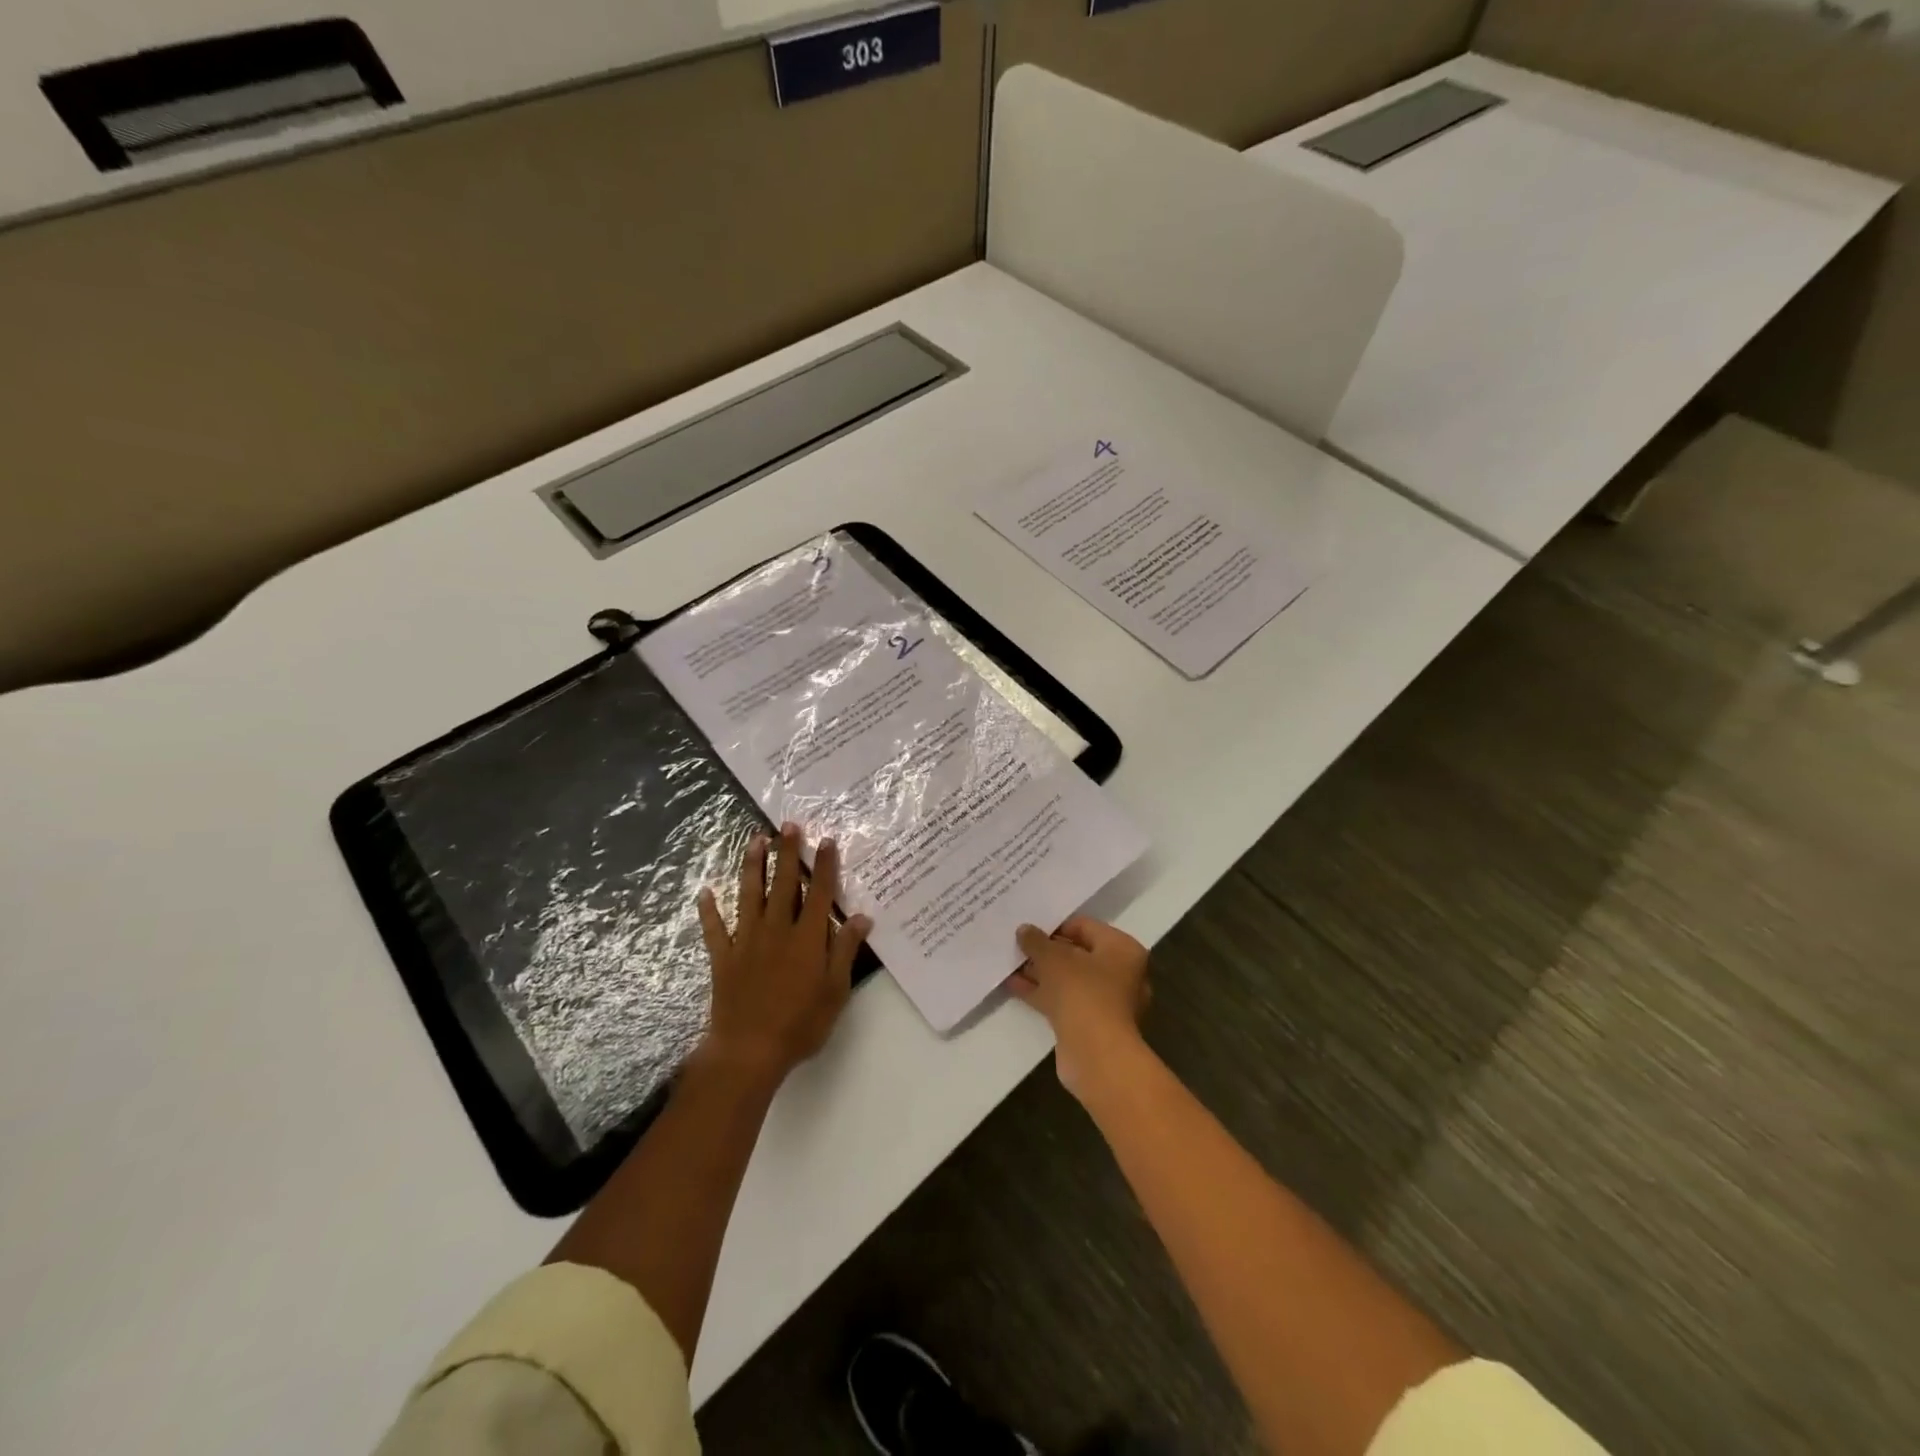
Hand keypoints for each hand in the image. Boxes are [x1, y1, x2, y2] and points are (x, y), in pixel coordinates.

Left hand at [696, 824, 871, 1086]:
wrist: (749, 1050)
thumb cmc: (800, 1024)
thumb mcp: (835, 990)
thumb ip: (845, 950)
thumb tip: (861, 916)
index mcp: (807, 938)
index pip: (818, 893)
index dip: (824, 865)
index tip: (826, 840)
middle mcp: (777, 930)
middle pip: (783, 884)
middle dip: (787, 852)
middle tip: (787, 825)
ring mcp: (747, 941)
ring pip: (749, 895)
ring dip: (753, 866)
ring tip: (754, 840)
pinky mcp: (724, 958)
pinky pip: (715, 929)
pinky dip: (710, 910)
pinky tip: (706, 892)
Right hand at [1006, 916, 1150, 1099]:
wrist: (1095, 1055)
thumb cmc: (1082, 993)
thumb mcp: (1054, 958)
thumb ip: (1037, 941)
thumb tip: (1024, 929)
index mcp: (1122, 949)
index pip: (1086, 926)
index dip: (1056, 925)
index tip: (1030, 927)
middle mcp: (1121, 973)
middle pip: (1078, 953)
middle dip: (1047, 951)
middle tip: (1018, 944)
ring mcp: (1107, 1001)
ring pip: (1069, 979)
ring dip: (1041, 972)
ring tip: (1010, 962)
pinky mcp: (1090, 1024)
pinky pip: (1064, 1000)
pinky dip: (1042, 992)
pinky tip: (1014, 985)